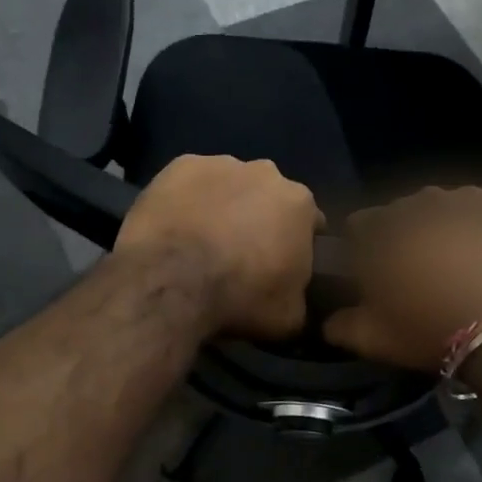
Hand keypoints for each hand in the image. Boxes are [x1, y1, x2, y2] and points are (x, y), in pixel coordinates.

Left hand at [115, 155, 322, 340]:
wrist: (172, 279)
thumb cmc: (240, 296)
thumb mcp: (289, 317)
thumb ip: (300, 298)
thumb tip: (294, 297)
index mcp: (300, 203)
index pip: (309, 223)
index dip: (297, 246)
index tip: (282, 268)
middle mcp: (265, 172)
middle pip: (268, 197)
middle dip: (260, 219)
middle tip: (241, 256)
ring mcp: (219, 164)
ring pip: (229, 185)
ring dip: (223, 207)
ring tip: (202, 243)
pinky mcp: (179, 165)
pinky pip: (190, 183)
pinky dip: (187, 200)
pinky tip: (175, 228)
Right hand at [324, 186, 481, 370]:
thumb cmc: (433, 331)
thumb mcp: (375, 339)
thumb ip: (340, 325)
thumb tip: (326, 321)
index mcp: (383, 228)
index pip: (360, 224)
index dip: (365, 248)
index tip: (377, 272)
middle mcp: (420, 202)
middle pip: (404, 213)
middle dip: (408, 237)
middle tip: (423, 271)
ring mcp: (466, 197)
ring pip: (446, 207)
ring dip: (446, 227)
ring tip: (461, 261)